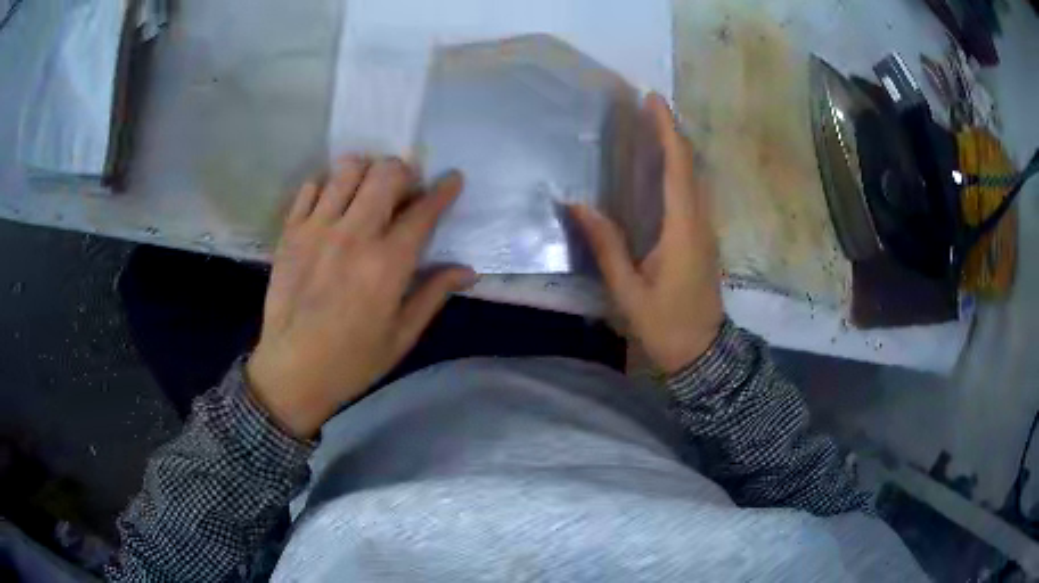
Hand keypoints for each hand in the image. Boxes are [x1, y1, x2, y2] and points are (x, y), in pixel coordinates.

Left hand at [247, 157, 475, 437]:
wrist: (292, 372)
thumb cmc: (352, 361)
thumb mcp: (402, 336)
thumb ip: (434, 294)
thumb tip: (468, 270)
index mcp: (388, 263)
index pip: (423, 210)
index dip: (444, 190)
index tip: (453, 178)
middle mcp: (354, 235)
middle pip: (386, 174)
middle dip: (405, 173)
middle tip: (406, 191)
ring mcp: (317, 229)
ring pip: (347, 170)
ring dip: (366, 172)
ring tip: (368, 191)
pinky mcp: (291, 232)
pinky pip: (310, 187)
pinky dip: (327, 186)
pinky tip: (332, 205)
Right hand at [570, 94, 722, 374]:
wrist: (704, 353)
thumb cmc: (666, 325)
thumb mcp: (629, 291)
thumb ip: (607, 246)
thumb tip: (578, 205)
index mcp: (683, 230)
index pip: (678, 168)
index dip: (667, 130)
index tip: (652, 100)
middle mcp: (701, 221)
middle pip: (691, 165)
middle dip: (671, 131)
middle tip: (646, 106)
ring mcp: (707, 230)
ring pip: (696, 177)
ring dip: (677, 148)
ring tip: (652, 126)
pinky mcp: (705, 239)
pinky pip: (694, 193)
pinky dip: (680, 169)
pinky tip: (662, 167)